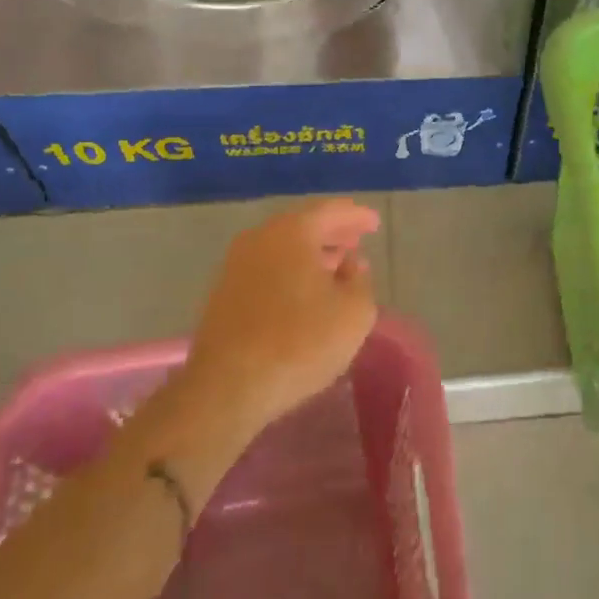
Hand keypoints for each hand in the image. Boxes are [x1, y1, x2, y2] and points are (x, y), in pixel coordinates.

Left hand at [181, 198, 380, 431]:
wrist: (227, 387)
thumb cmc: (300, 343)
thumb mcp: (354, 313)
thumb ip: (360, 281)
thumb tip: (351, 265)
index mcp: (292, 232)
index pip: (330, 211)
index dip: (356, 216)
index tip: (374, 224)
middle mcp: (260, 238)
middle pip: (303, 226)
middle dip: (332, 232)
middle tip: (356, 241)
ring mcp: (236, 265)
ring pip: (282, 248)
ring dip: (310, 254)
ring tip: (334, 266)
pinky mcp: (223, 293)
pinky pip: (267, 268)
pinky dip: (290, 271)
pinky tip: (304, 292)